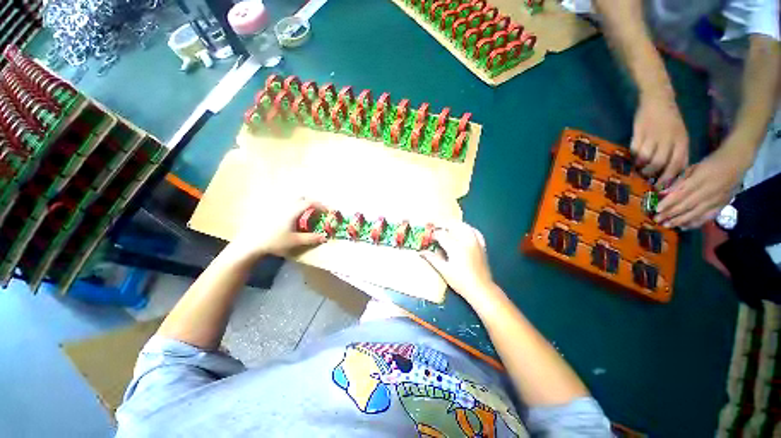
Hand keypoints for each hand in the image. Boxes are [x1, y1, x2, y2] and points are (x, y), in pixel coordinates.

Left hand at [228, 197, 326, 258]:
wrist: (250, 243)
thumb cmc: (274, 241)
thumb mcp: (295, 241)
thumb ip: (311, 238)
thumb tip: (325, 238)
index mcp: (292, 211)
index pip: (310, 202)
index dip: (320, 205)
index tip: (327, 210)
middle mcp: (285, 205)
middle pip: (300, 197)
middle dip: (311, 201)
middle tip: (316, 210)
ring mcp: (275, 207)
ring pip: (291, 199)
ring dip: (300, 203)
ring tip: (304, 213)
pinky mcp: (268, 211)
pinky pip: (283, 204)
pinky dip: (291, 206)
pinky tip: (289, 217)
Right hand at [419, 222, 495, 301]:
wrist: (481, 289)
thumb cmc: (461, 282)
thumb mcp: (444, 271)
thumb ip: (432, 259)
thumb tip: (421, 252)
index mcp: (456, 247)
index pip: (441, 234)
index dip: (432, 234)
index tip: (427, 237)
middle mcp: (466, 240)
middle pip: (452, 224)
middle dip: (442, 224)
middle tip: (434, 228)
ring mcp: (475, 241)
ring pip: (463, 225)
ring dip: (453, 224)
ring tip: (445, 228)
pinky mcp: (481, 245)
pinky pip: (474, 231)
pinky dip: (466, 228)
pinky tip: (462, 231)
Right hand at [631, 94, 688, 187]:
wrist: (658, 100)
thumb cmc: (670, 120)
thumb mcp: (680, 135)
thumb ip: (678, 151)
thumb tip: (673, 171)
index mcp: (682, 140)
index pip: (677, 164)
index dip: (669, 177)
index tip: (661, 186)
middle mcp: (669, 139)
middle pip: (660, 162)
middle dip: (651, 173)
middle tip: (645, 177)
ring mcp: (654, 135)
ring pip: (646, 157)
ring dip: (641, 165)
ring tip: (638, 167)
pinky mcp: (640, 132)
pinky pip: (635, 149)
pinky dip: (633, 155)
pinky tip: (633, 156)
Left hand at [654, 143, 752, 228]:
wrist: (737, 162)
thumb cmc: (710, 163)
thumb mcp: (693, 168)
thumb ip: (679, 181)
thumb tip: (662, 192)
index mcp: (700, 180)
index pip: (681, 194)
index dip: (668, 203)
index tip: (656, 209)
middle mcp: (708, 192)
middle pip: (687, 205)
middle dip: (670, 214)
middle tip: (657, 220)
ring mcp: (716, 200)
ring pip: (696, 213)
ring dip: (680, 221)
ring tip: (667, 225)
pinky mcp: (722, 205)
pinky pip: (707, 217)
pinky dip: (695, 223)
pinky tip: (684, 227)